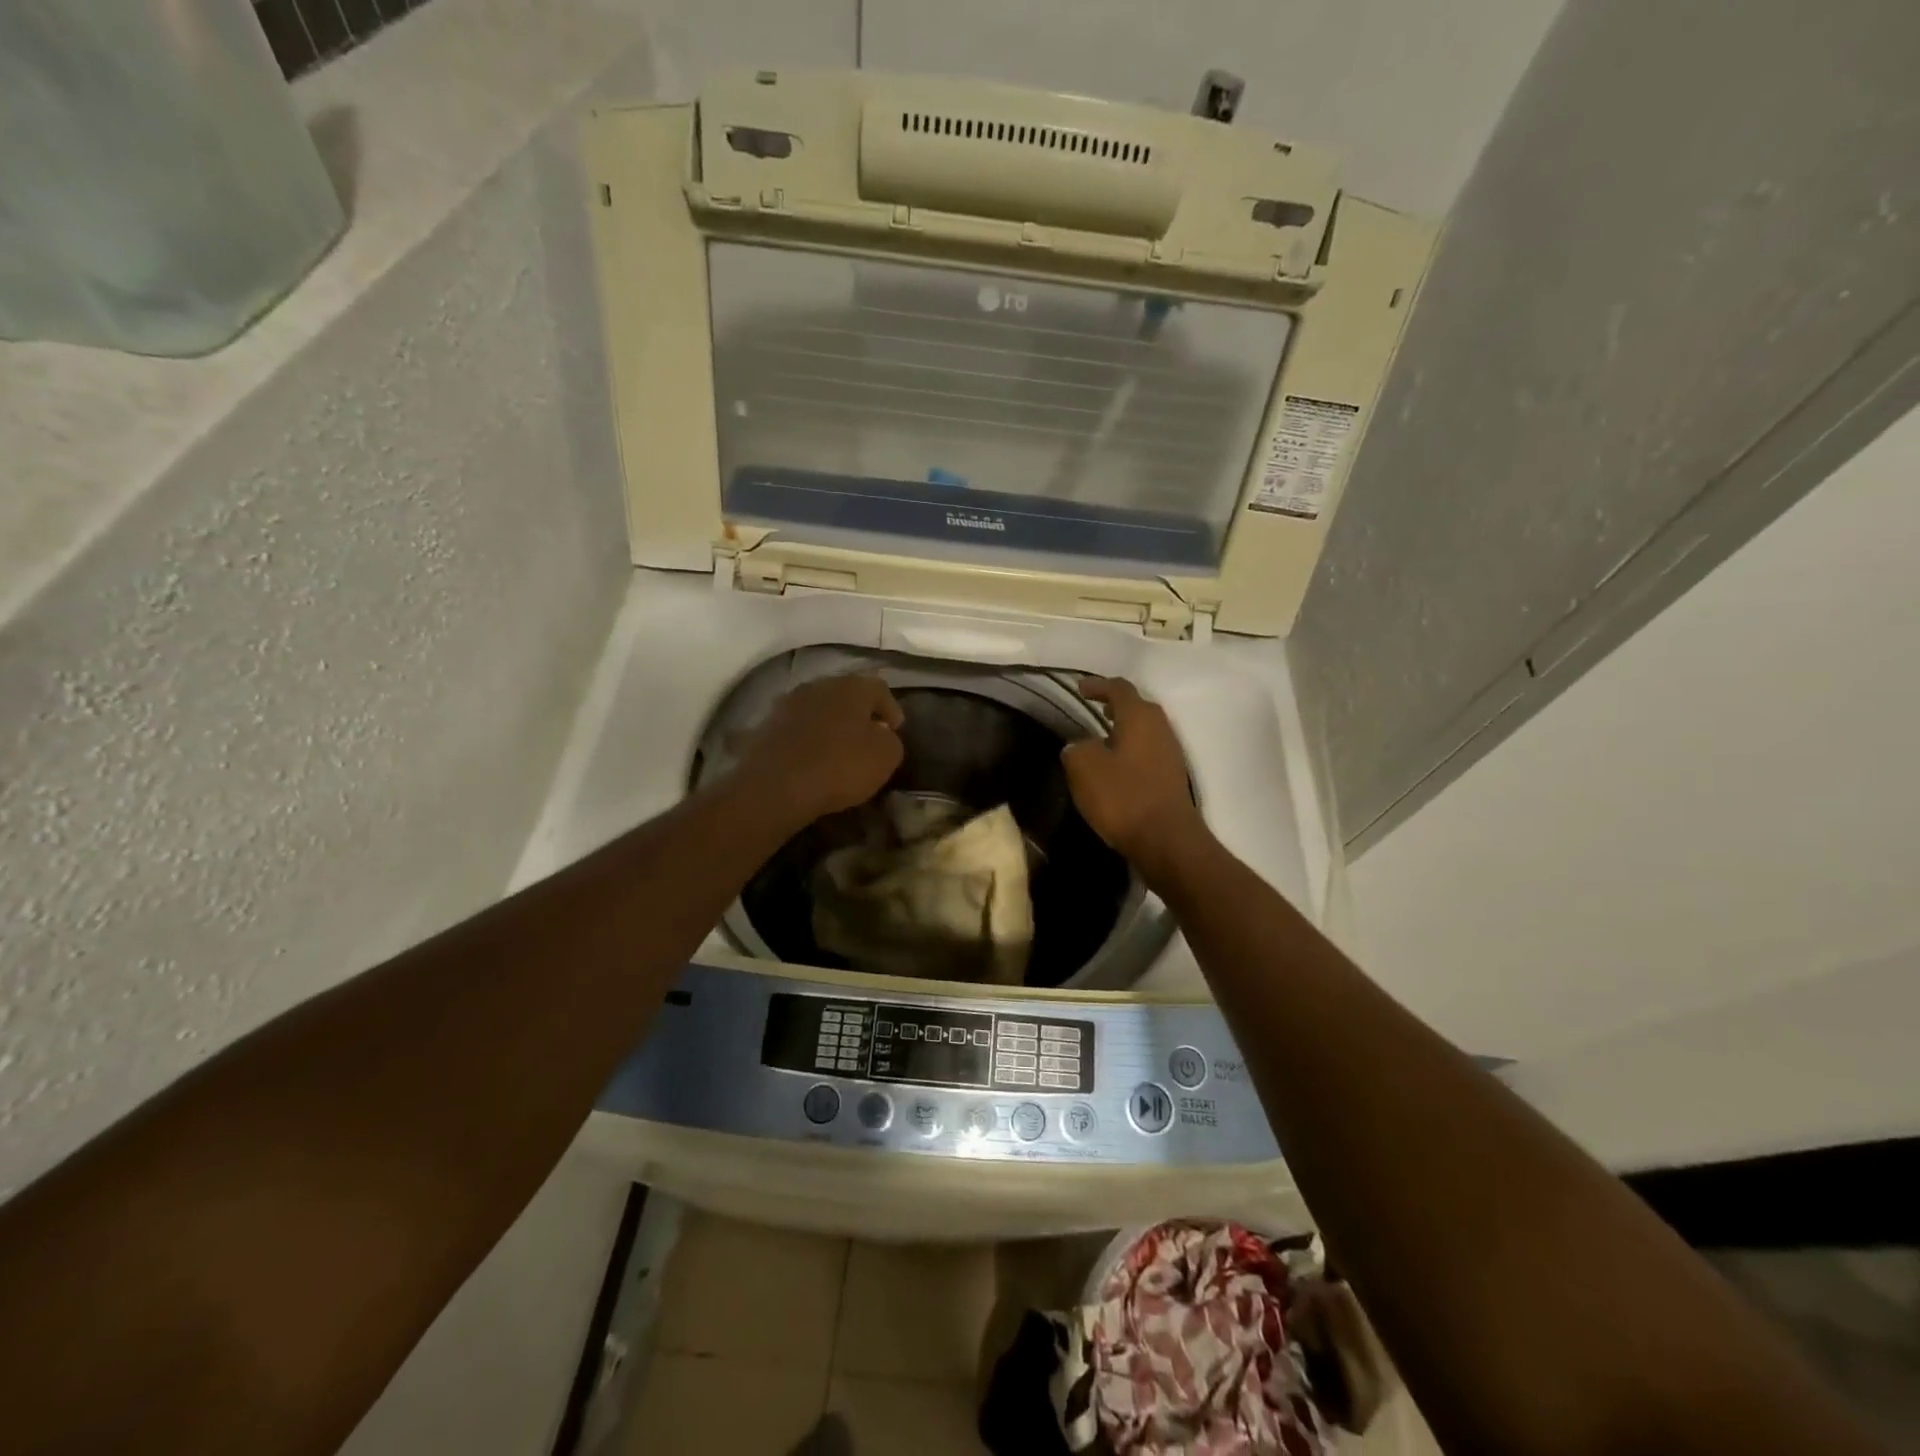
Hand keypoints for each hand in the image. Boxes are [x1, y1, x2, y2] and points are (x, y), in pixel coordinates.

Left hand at [730, 675, 904, 829]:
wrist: (775, 785)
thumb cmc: (839, 766)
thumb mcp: (885, 757)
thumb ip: (891, 740)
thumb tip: (882, 735)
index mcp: (852, 687)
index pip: (879, 689)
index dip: (891, 709)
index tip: (895, 730)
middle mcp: (819, 685)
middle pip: (846, 694)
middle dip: (858, 714)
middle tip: (867, 736)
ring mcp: (788, 702)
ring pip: (819, 708)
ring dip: (830, 724)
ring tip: (837, 748)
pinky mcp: (766, 724)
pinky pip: (797, 727)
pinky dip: (807, 738)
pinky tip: (810, 758)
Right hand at [1062, 678, 1210, 881]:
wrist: (1166, 840)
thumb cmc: (1123, 797)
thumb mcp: (1084, 768)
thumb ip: (1077, 748)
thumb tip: (1080, 745)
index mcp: (1140, 717)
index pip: (1119, 688)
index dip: (1098, 685)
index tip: (1079, 689)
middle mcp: (1161, 728)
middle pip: (1137, 706)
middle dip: (1115, 705)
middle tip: (1094, 709)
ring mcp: (1171, 753)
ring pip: (1145, 730)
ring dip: (1124, 729)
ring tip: (1101, 738)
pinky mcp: (1172, 777)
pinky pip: (1148, 752)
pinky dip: (1131, 750)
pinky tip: (1116, 767)